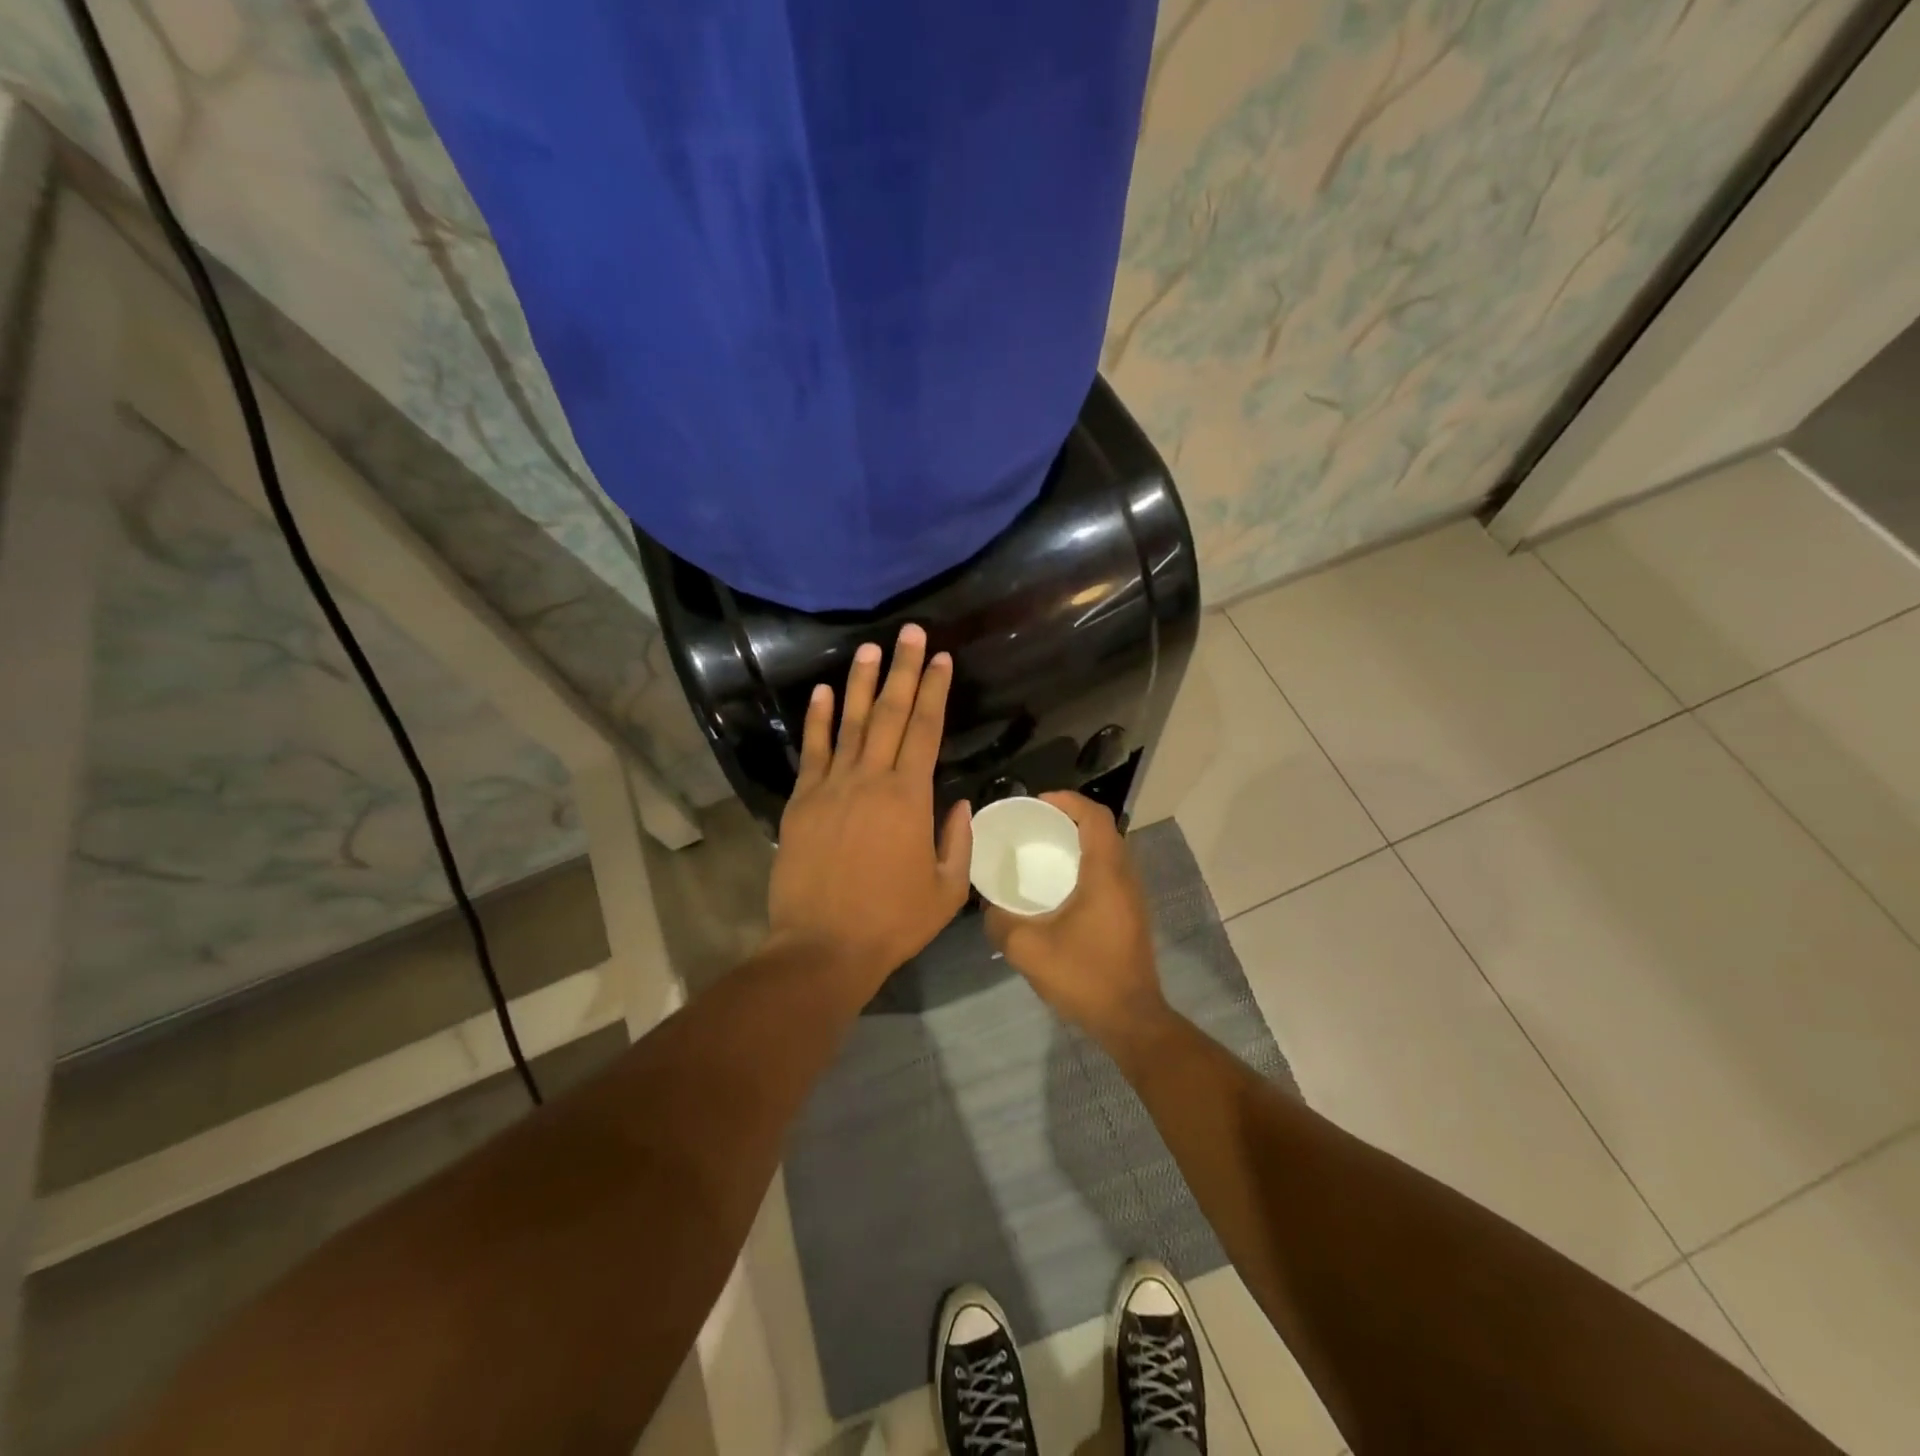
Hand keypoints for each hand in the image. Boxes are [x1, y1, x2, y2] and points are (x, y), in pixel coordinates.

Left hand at [767, 624, 972, 988]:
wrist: (823, 947)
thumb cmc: (891, 922)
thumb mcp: (946, 889)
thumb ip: (957, 840)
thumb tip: (958, 802)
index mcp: (909, 798)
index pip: (926, 730)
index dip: (935, 691)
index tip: (942, 659)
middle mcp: (870, 780)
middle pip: (891, 714)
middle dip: (904, 670)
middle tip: (911, 633)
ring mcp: (831, 787)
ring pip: (851, 723)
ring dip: (863, 684)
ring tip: (870, 649)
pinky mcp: (801, 801)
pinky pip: (812, 751)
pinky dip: (818, 720)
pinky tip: (822, 693)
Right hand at [983, 792, 1170, 1054]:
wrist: (1131, 1020)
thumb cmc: (1085, 977)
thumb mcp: (1028, 950)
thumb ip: (1001, 922)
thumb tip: (989, 906)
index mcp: (1106, 873)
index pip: (1095, 816)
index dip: (1067, 801)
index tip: (1037, 803)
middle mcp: (1125, 877)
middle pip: (1103, 829)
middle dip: (1069, 819)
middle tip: (1034, 826)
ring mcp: (1132, 897)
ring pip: (1108, 852)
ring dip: (1079, 843)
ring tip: (1043, 851)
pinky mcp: (1131, 915)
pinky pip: (1110, 873)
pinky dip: (1086, 865)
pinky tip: (1060, 888)